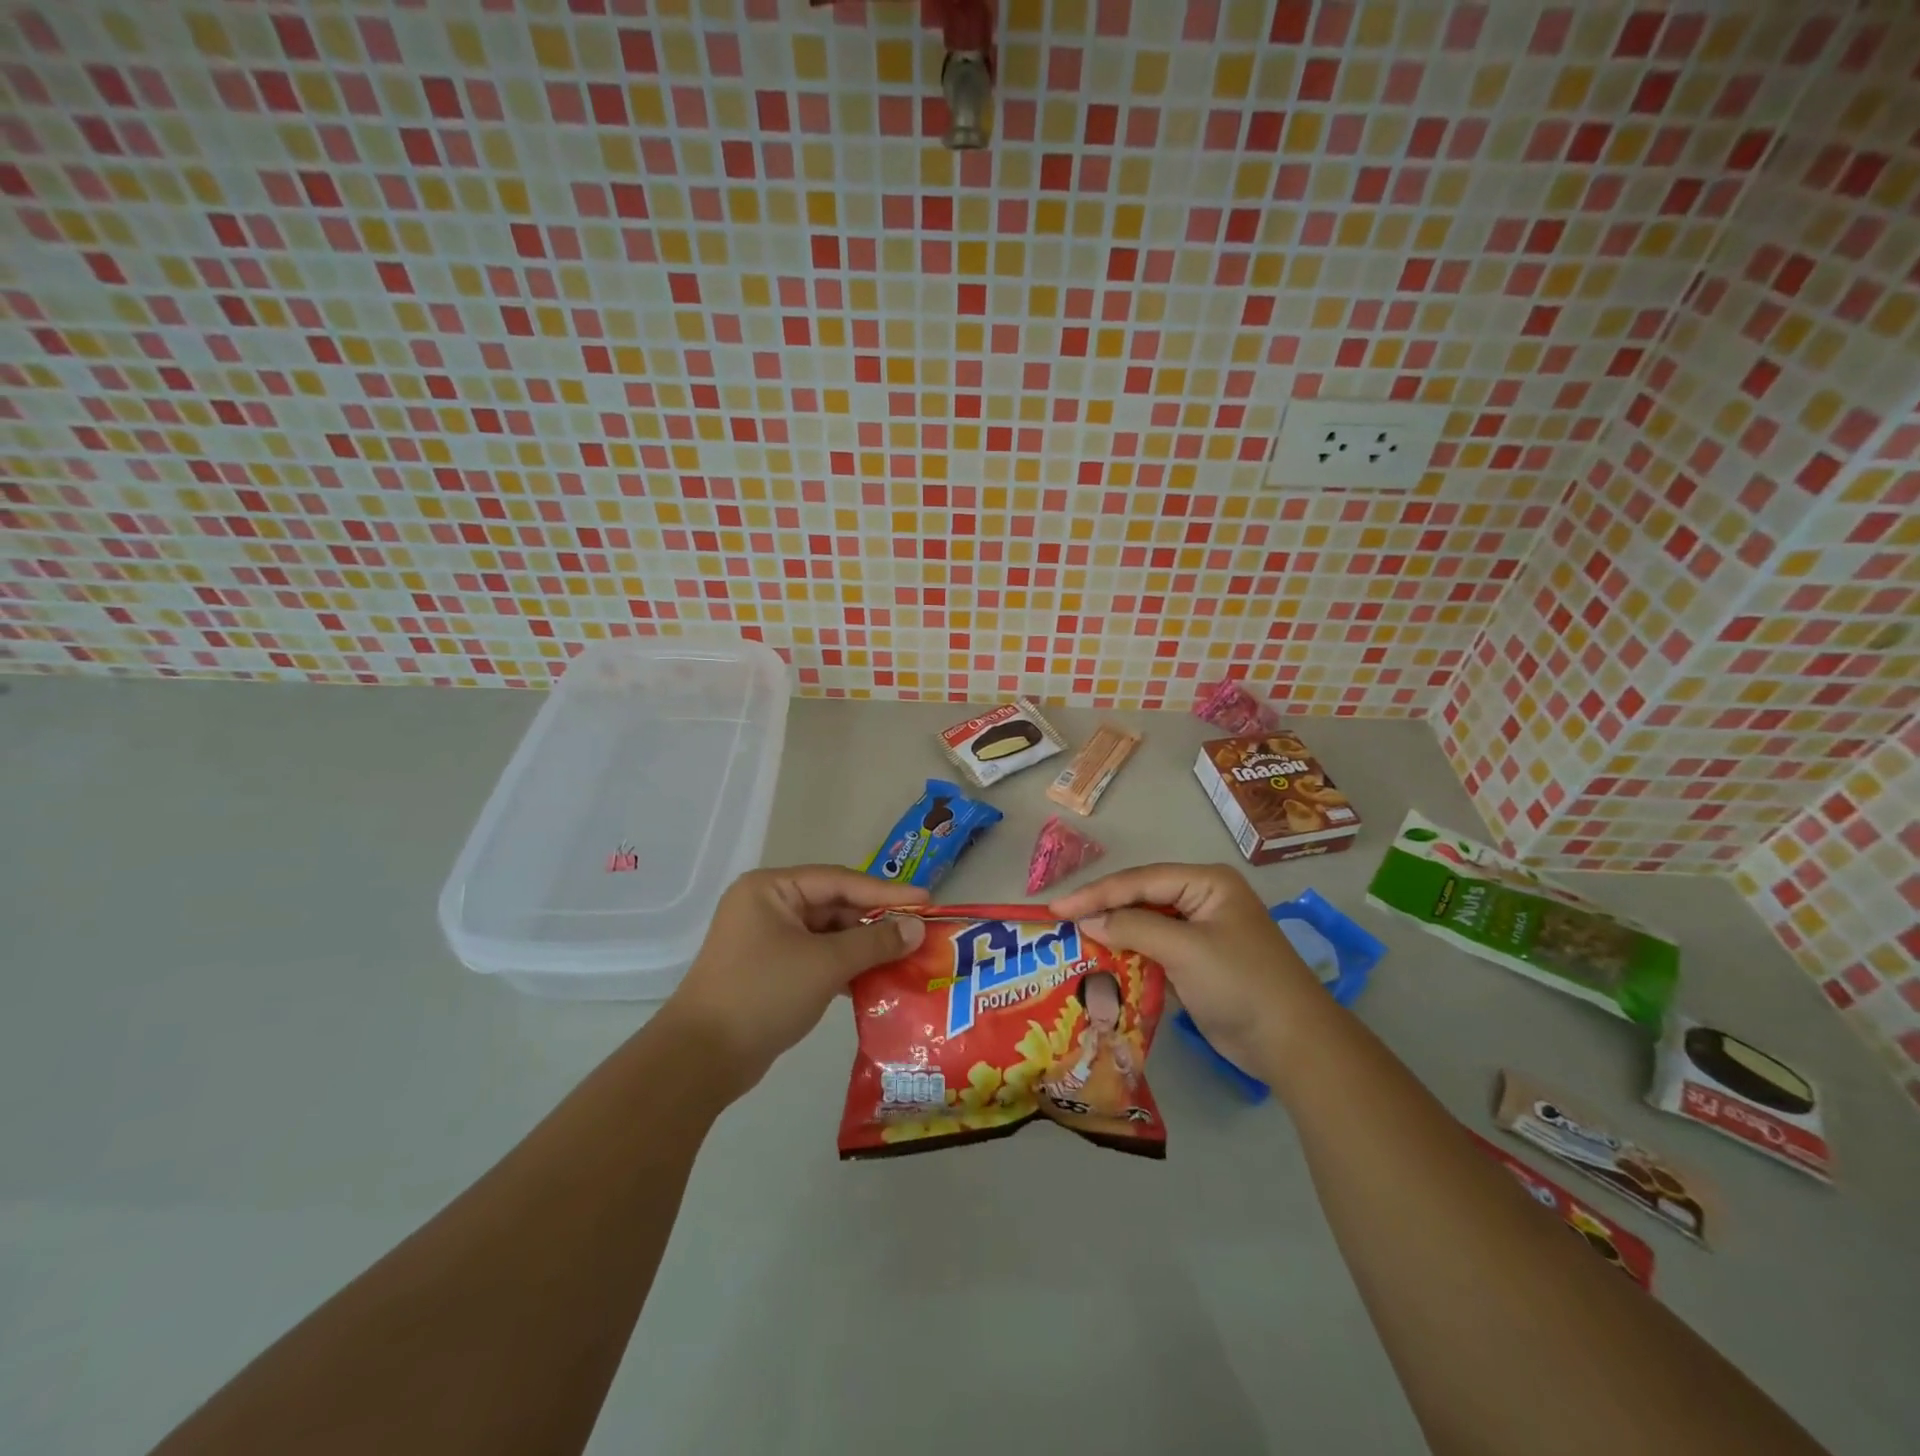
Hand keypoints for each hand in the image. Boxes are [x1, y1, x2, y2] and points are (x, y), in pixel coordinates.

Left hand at [666, 866, 927, 1098]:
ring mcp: (766, 939)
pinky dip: (844, 966)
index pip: (840, 881)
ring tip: (906, 956)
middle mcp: (767, 906)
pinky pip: (816, 957)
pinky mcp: (770, 970)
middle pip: (834, 905)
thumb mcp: (825, 964)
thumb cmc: (764, 994)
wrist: (702, 1059)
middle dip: (876, 922)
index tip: (926, 900)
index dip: (885, 891)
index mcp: (772, 889)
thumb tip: (917, 928)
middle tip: (919, 932)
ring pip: (827, 934)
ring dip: (863, 947)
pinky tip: (875, 980)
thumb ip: (875, 942)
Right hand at [1049, 863, 1321, 1081]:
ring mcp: (1200, 933)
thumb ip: (1134, 928)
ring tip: (1072, 942)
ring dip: (1113, 935)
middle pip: (1140, 899)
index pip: (1140, 880)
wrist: (1292, 1044)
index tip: (1056, 909)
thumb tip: (1088, 921)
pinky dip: (1128, 958)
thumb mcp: (1185, 950)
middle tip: (1059, 922)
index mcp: (1206, 883)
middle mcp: (1202, 900)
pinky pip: (1153, 952)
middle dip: (1102, 911)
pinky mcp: (1196, 964)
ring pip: (1144, 926)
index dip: (1096, 893)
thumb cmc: (1241, 983)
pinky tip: (1101, 965)